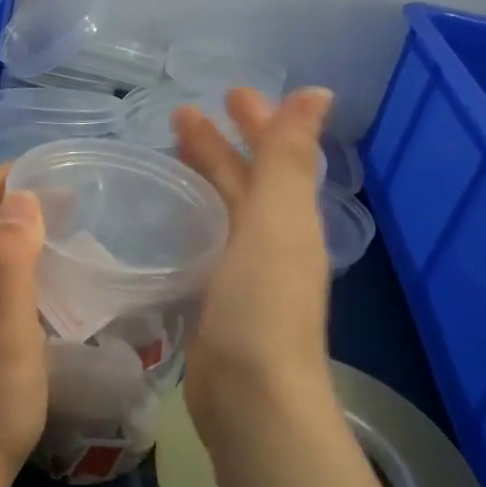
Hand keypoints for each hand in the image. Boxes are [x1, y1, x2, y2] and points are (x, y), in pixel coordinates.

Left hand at [0, 165, 48, 484]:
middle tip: (66, 197)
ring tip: (62, 229)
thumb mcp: (5, 324)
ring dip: (15, 228)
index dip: (2, 175)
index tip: (48, 168)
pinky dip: (16, 261)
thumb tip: (21, 197)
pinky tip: (46, 281)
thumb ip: (10, 258)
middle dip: (13, 196)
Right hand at [173, 88, 336, 433]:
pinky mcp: (216, 302)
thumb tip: (319, 92)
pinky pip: (205, 246)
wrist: (251, 394)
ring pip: (223, 213)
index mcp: (289, 218)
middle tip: (179, 116)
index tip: (227, 92)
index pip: (272, 156)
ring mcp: (244, 275)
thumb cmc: (262, 303)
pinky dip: (190, 223)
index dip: (255, 121)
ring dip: (202, 181)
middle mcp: (271, 242)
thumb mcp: (278, 220)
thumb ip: (290, 157)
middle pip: (244, 182)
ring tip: (167, 157)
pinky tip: (166, 222)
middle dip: (218, 146)